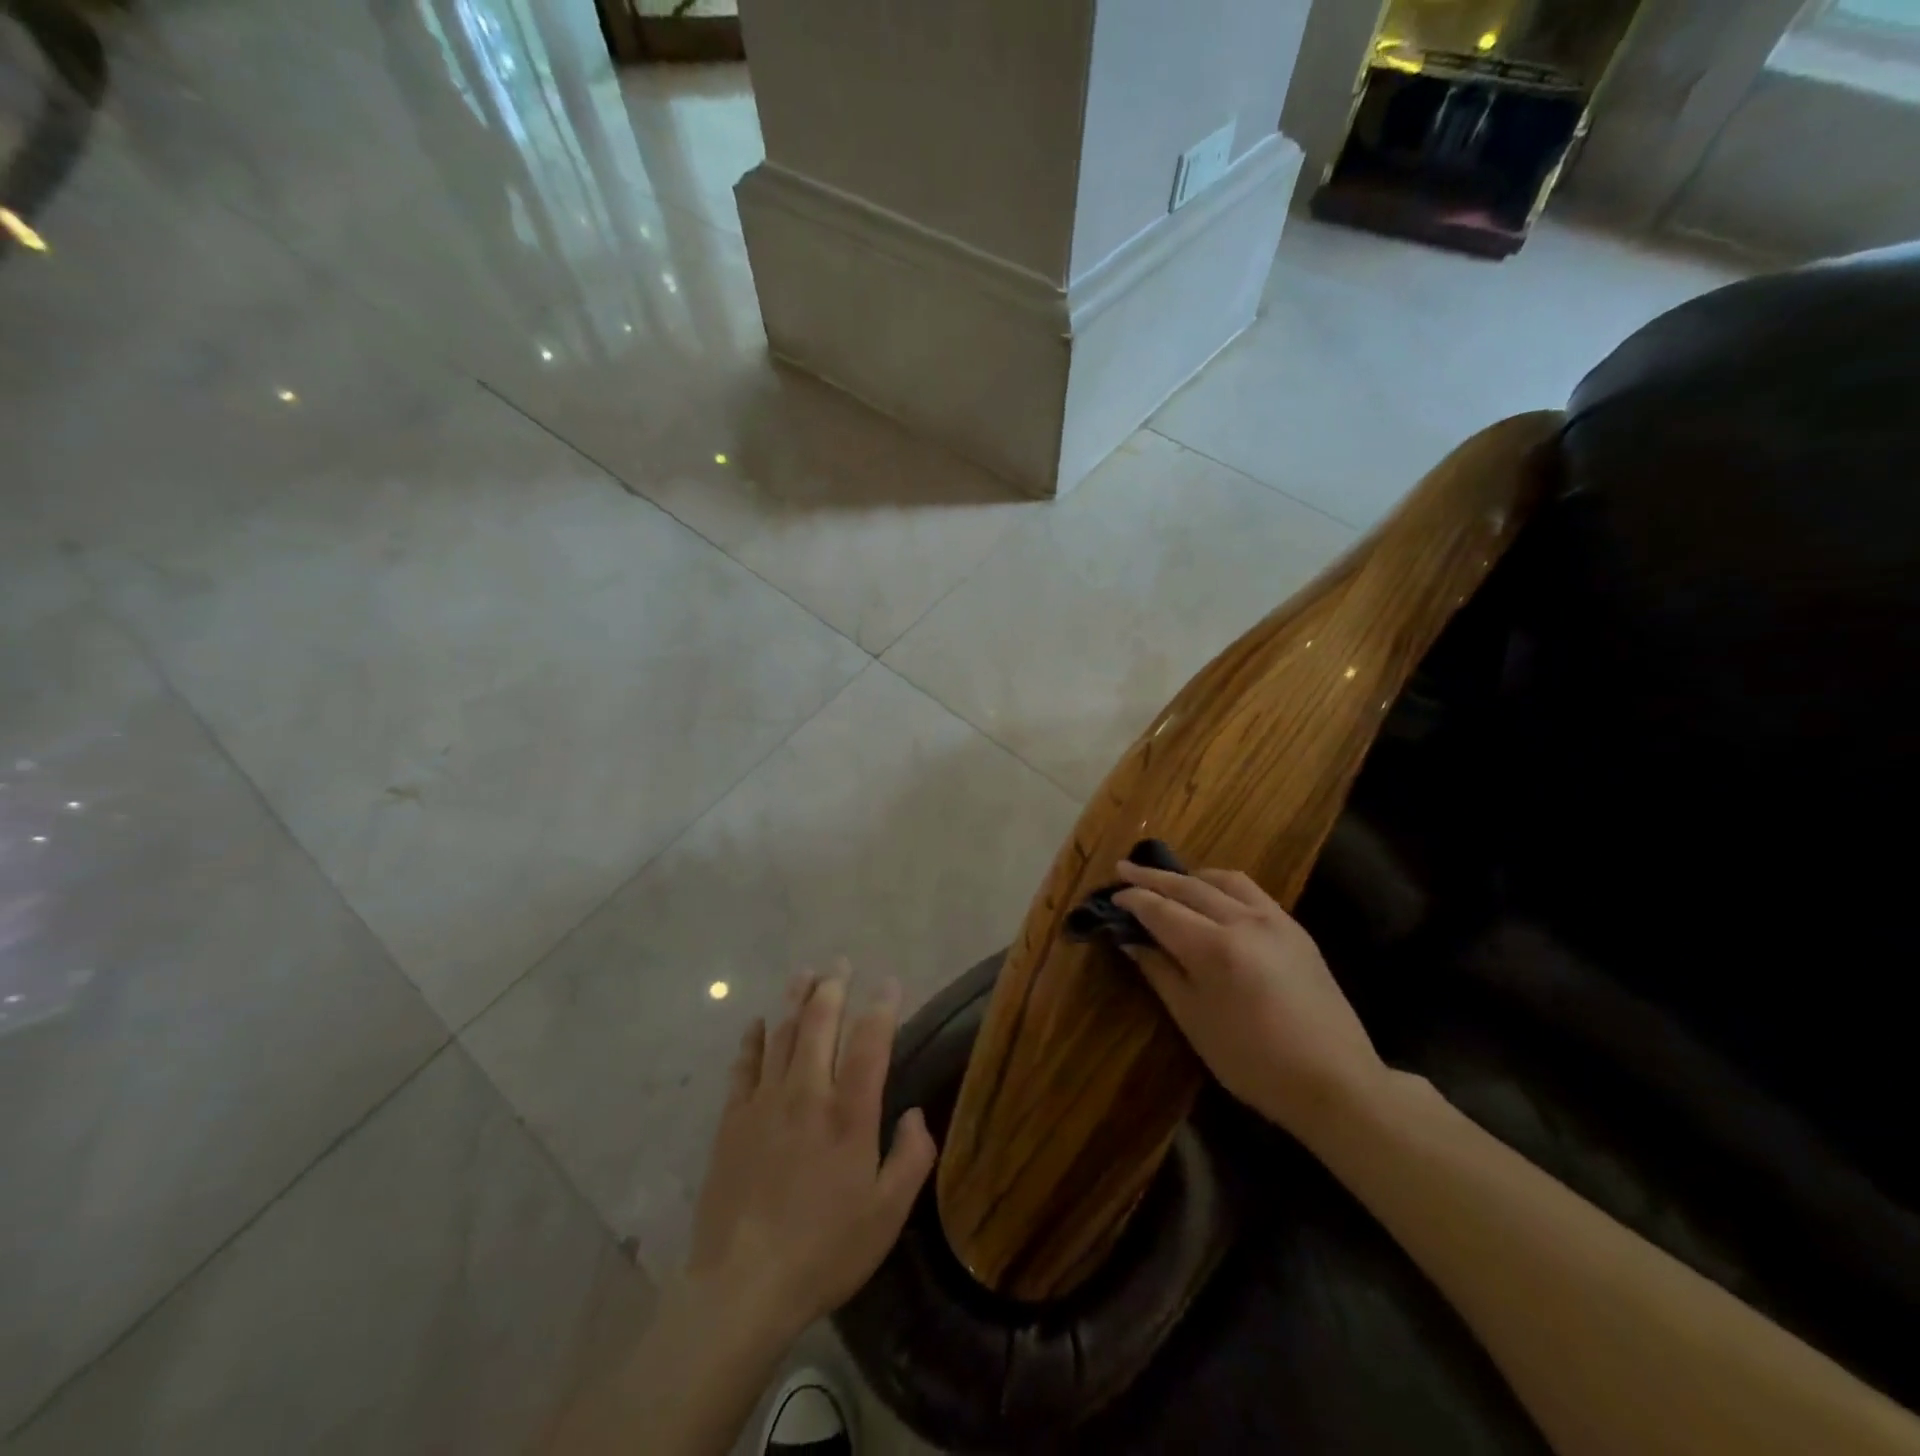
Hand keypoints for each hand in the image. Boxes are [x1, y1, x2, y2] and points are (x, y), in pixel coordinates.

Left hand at [685, 965, 936, 1348]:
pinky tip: (758, 1023)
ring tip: (805, 972)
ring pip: (783, 1033)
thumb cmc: (824, 1250)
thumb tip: (916, 1114)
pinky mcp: (732, 1119)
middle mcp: (807, 1093)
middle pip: (820, 1022)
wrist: (741, 1286)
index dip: (883, 1005)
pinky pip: (744, 1066)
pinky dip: (753, 1040)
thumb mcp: (887, 1214)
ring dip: (796, 998)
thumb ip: (912, 1158)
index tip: (890, 981)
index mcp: (849, 1113)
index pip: (871, 1041)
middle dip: (834, 986)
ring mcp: (765, 1102)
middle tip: (841, 962)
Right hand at [1113, 862, 1389, 1137]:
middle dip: (1152, 877)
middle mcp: (1243, 921)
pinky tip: (1213, 895)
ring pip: (1223, 880)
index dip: (1134, 900)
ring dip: (1189, 876)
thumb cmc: (1253, 1062)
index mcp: (1214, 948)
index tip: (1113, 895)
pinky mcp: (1295, 928)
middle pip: (1188, 886)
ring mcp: (1274, 920)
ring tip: (1168, 880)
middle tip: (1123, 869)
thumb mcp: (1194, 1021)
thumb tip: (1132, 940)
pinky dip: (1221, 884)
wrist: (1335, 1081)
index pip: (1162, 910)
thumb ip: (1160, 972)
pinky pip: (1250, 891)